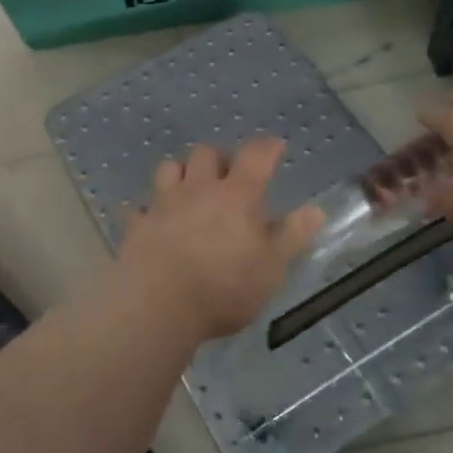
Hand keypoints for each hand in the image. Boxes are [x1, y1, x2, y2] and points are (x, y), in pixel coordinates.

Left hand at [111, 137, 323, 342]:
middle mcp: (198, 190)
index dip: (267, 148)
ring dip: (181, 173)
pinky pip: (138, 208)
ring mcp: (163, 204)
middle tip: (228, 175)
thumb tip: (315, 210)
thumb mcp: (270, 269)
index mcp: (236, 196)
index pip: (255, 156)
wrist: (157, 305)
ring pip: (169, 168)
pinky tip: (151, 222)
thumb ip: (291, 237)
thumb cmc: (224, 288)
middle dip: (218, 158)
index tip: (275, 147)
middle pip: (205, 153)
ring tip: (189, 189)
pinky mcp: (137, 225)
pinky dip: (147, 211)